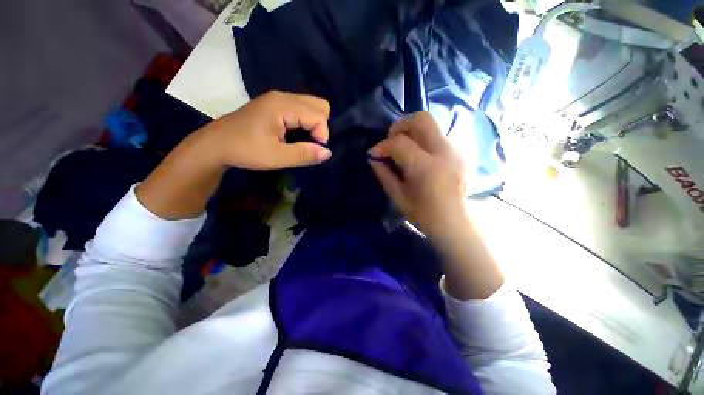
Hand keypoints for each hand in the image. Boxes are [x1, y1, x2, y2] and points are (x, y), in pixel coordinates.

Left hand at [199, 91, 332, 169]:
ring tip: (303, 141)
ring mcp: (279, 99)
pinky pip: (302, 110)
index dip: (322, 135)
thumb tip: (328, 153)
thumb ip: (304, 154)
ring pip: (312, 106)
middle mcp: (283, 96)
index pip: (319, 115)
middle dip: (321, 126)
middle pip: (319, 105)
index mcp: (283, 105)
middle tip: (309, 144)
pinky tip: (296, 135)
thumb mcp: (276, 157)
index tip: (313, 151)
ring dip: (314, 125)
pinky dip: (306, 123)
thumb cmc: (245, 150)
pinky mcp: (276, 105)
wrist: (216, 144)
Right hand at [369, 112, 503, 299]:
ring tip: (401, 147)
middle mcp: (443, 152)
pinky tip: (416, 154)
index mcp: (426, 168)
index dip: (382, 145)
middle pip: (421, 120)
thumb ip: (384, 175)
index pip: (400, 143)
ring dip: (411, 131)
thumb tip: (373, 159)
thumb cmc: (425, 215)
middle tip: (390, 140)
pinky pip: (436, 135)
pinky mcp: (458, 152)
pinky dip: (421, 138)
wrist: (457, 224)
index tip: (373, 153)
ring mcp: (454, 150)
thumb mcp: (399, 198)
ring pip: (431, 124)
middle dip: (400, 126)